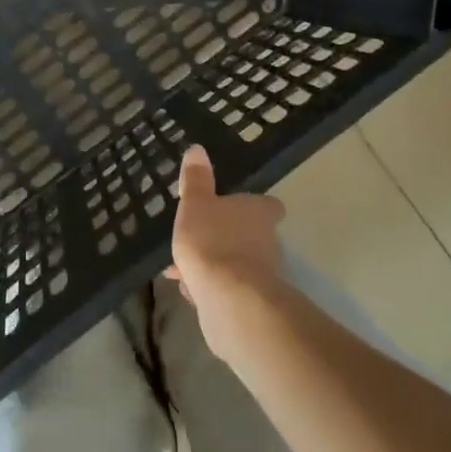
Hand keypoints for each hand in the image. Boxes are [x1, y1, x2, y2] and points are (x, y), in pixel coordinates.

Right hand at [166, 145, 286, 360]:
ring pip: (235, 264)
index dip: (255, 206)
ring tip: (182, 270)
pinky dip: (212, 289)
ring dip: (214, 265)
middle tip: (197, 239)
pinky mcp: (252, 303)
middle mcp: (268, 241)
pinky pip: (228, 290)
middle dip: (224, 238)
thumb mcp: (196, 203)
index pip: (269, 205)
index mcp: (259, 212)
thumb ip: (196, 179)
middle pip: (249, 235)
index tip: (235, 208)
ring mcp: (263, 275)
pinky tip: (190, 292)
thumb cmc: (212, 240)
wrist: (228, 299)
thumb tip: (198, 148)